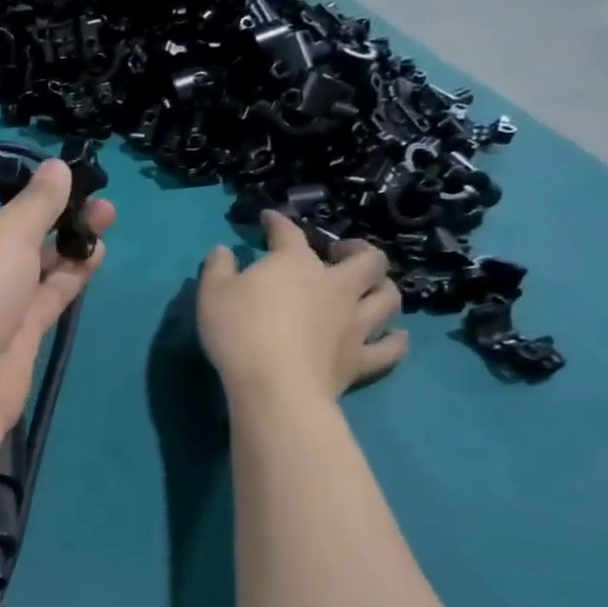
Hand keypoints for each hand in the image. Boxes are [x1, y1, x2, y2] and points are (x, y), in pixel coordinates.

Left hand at [0, 159, 115, 429]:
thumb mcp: (7, 233)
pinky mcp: (16, 327)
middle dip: (46, 205)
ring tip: (107, 214)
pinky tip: (99, 252)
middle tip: (88, 189)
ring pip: (32, 257)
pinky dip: (70, 273)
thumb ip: (39, 201)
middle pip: (6, 222)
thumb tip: (57, 166)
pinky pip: (46, 291)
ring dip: (66, 237)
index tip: (32, 161)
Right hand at [196, 211, 406, 401]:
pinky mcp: (361, 359)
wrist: (275, 387)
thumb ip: (217, 268)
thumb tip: (223, 251)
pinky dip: (395, 340)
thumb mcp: (212, 294)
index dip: (278, 222)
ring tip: (372, 289)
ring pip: (387, 298)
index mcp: (296, 264)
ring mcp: (354, 324)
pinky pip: (390, 348)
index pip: (289, 233)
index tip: (270, 219)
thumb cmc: (240, 333)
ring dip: (383, 288)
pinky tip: (395, 336)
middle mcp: (335, 287)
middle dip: (358, 250)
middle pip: (366, 259)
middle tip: (343, 253)